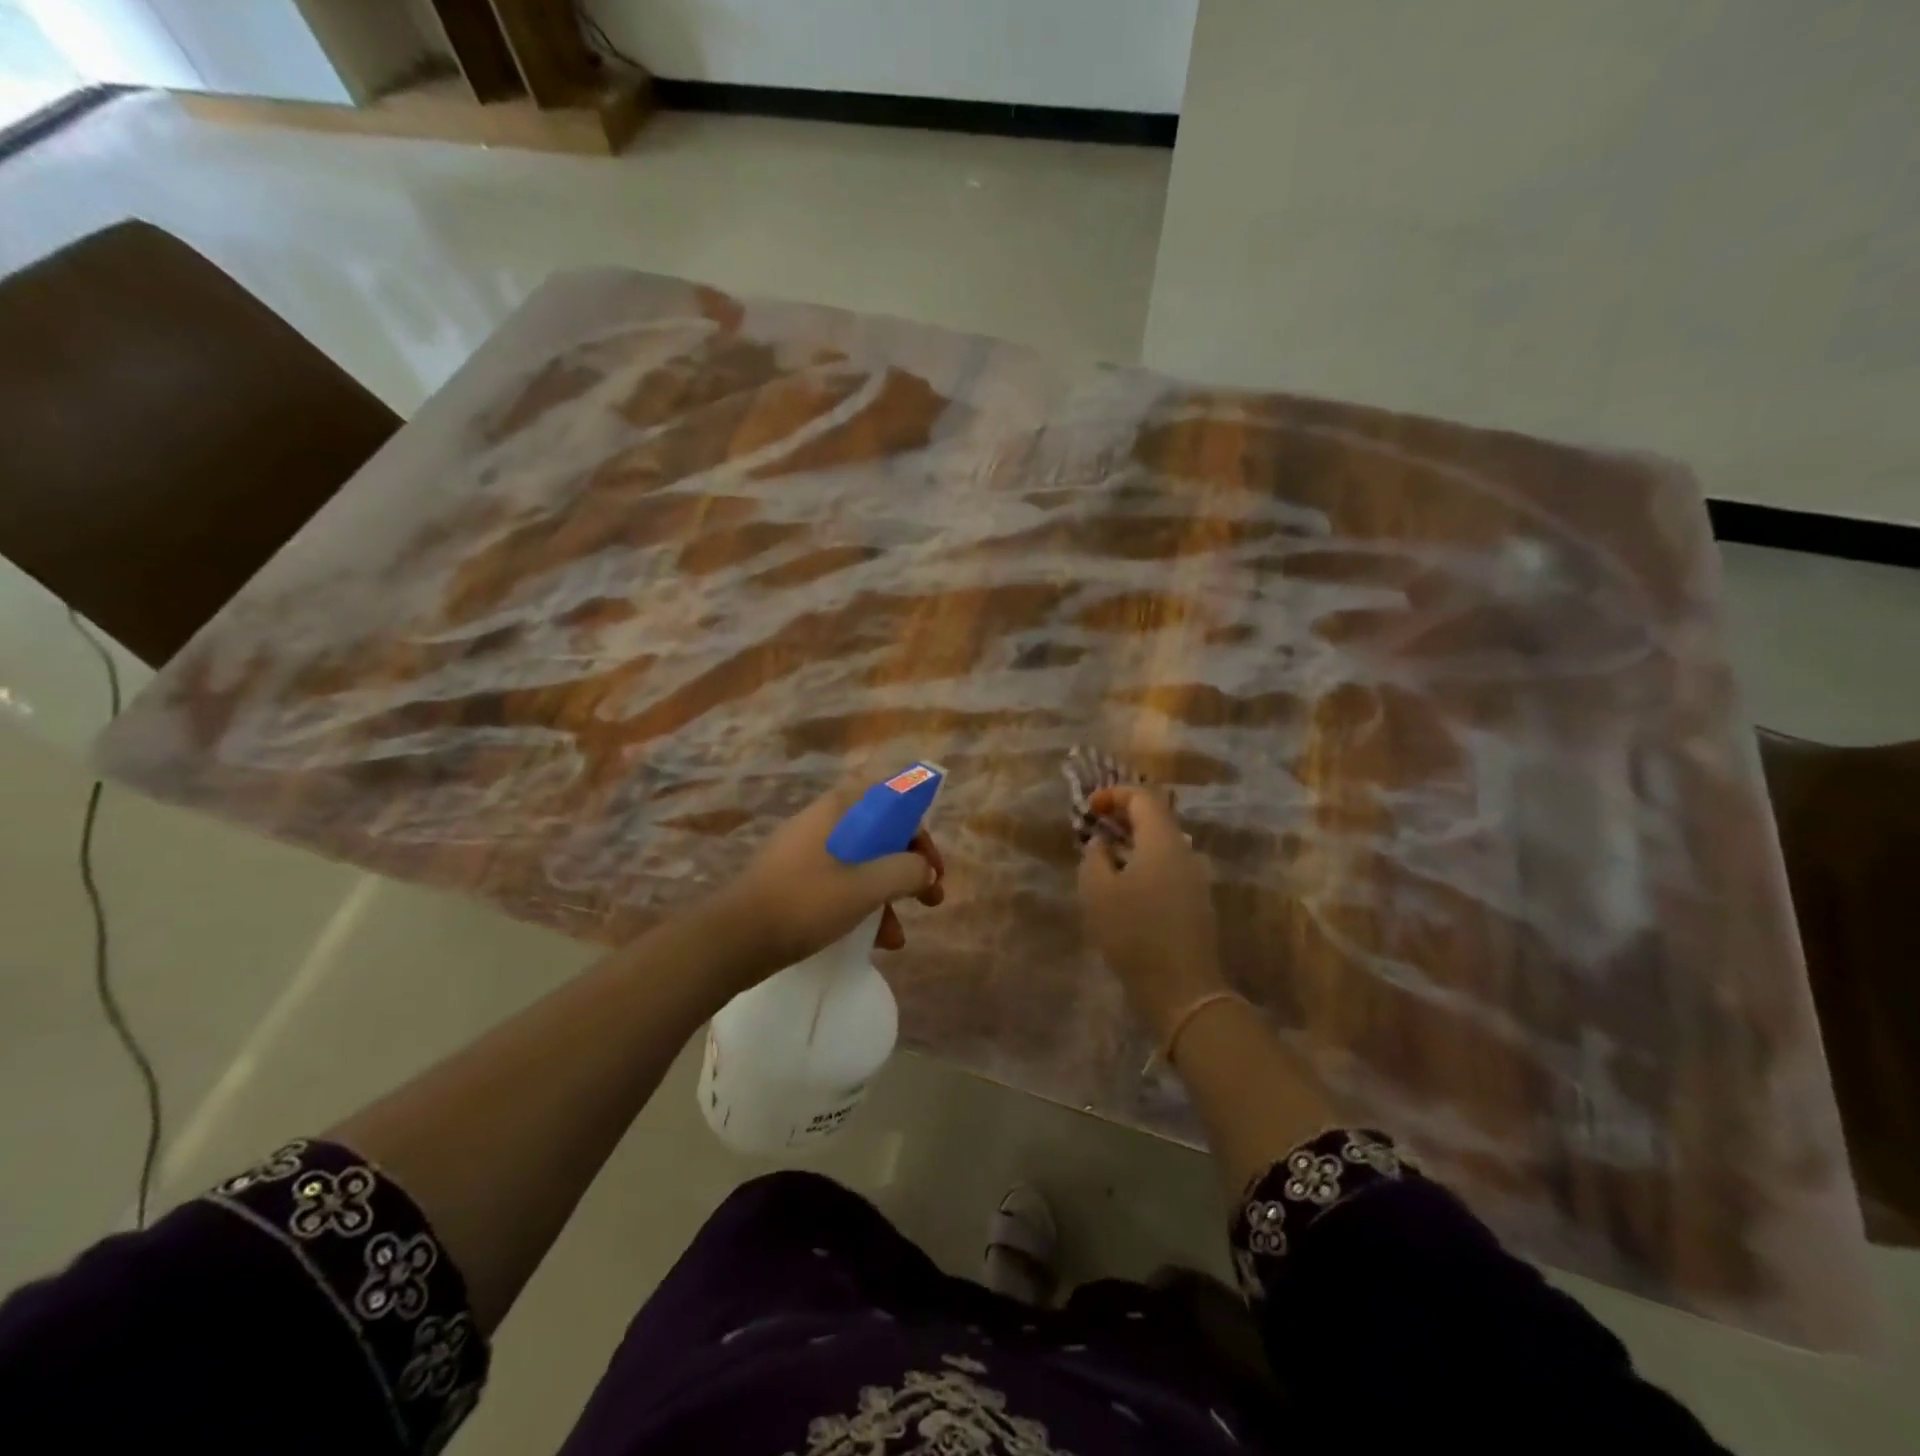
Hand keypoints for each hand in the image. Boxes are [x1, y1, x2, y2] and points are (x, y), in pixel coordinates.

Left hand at [708, 784, 945, 987]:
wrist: (733, 941)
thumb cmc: (804, 903)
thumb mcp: (864, 887)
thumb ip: (905, 871)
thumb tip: (925, 870)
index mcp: (837, 810)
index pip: (890, 800)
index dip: (917, 829)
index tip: (931, 864)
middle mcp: (822, 823)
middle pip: (878, 835)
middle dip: (908, 868)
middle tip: (930, 897)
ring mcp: (805, 854)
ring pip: (860, 865)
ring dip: (887, 895)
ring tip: (899, 935)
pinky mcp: (794, 882)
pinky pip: (839, 885)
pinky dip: (860, 906)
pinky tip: (874, 941)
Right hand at [1077, 786, 1226, 1041]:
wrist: (1183, 989)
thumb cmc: (1134, 933)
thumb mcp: (1098, 891)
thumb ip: (1094, 857)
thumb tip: (1101, 842)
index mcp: (1162, 841)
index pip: (1142, 797)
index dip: (1113, 794)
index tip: (1089, 808)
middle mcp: (1185, 851)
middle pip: (1156, 817)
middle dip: (1124, 816)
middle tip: (1095, 827)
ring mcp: (1195, 877)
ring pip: (1162, 844)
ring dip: (1134, 841)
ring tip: (1105, 856)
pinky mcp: (1196, 901)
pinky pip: (1168, 866)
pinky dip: (1144, 862)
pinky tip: (1125, 884)